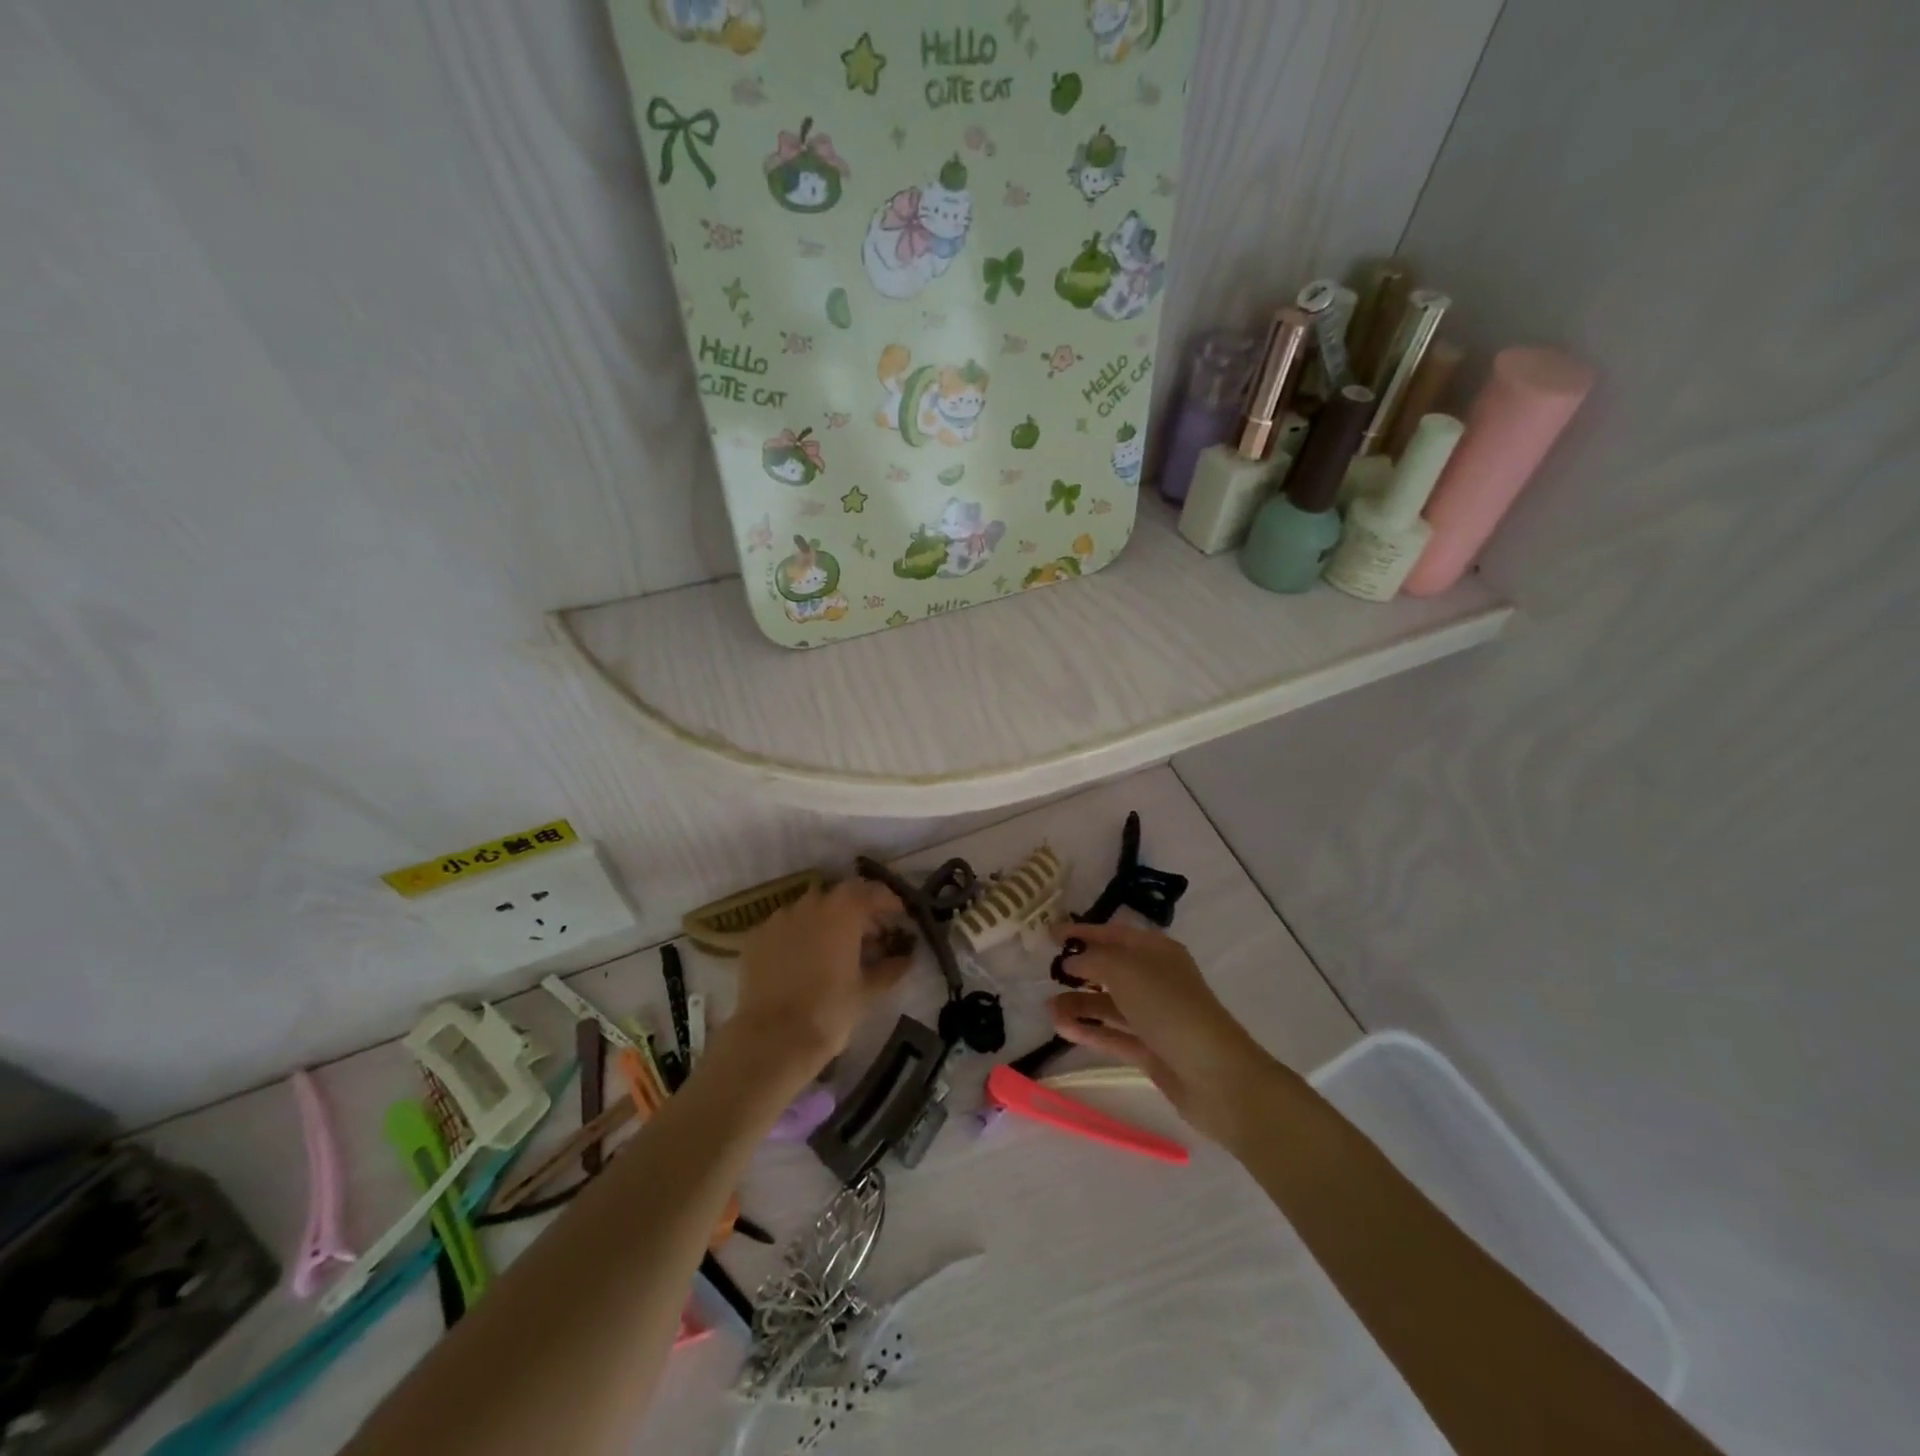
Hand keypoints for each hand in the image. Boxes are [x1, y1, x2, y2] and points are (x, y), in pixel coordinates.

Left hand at [729, 879, 910, 1080]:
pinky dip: (798, 935)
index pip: (872, 891)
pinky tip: (802, 959)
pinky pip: (785, 926)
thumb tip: (906, 958)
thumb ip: (889, 968)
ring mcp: (780, 917)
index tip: (899, 916)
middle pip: (841, 896)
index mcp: (844, 910)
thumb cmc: (829, 1010)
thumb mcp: (867, 991)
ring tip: (833, 948)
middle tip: (869, 934)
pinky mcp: (756, 936)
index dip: (889, 902)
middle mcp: (811, 903)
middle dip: (857, 910)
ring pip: (810, 909)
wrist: (772, 1038)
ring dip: (826, 921)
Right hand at [1048, 920, 1278, 1145]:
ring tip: (1047, 1008)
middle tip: (1046, 973)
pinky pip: (1111, 1034)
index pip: (1114, 934)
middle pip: (1111, 968)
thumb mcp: (1126, 971)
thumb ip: (1093, 960)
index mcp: (1157, 952)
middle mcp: (1155, 980)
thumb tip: (1072, 961)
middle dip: (1079, 969)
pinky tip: (1060, 1027)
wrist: (1216, 1076)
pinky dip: (1087, 1030)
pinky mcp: (1149, 1050)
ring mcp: (1153, 1017)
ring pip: (1108, 1004)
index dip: (1082, 931)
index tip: (1049, 935)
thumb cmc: (1170, 1008)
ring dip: (1078, 1003)